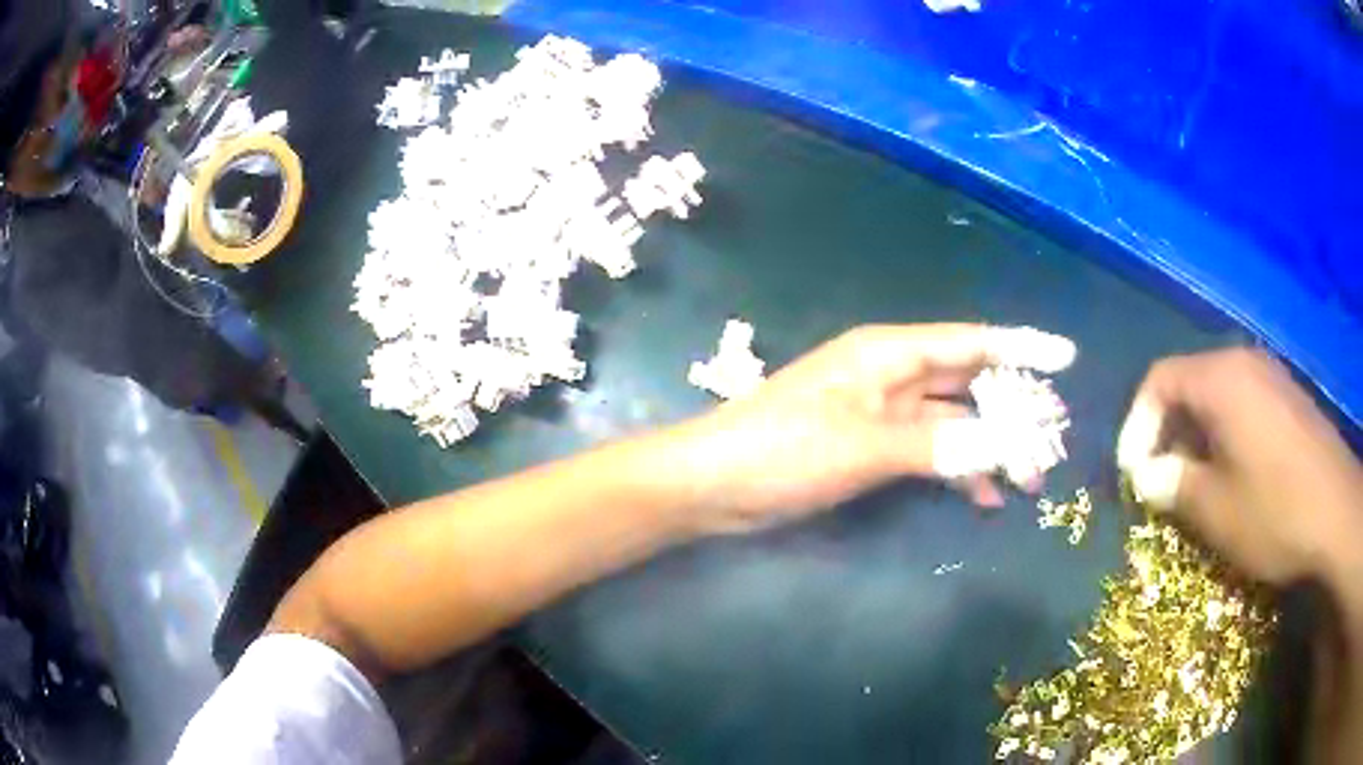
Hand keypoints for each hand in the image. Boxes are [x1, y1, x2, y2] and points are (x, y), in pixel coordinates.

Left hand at [670, 324, 1076, 534]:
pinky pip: (930, 451)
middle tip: (1055, 438)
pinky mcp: (870, 448)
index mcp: (889, 354)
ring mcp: (881, 413)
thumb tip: (1006, 446)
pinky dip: (957, 468)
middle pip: (968, 382)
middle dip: (1014, 408)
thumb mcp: (866, 446)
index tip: (1067, 357)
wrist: (716, 484)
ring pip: (953, 420)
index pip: (971, 342)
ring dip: (991, 445)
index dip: (1021, 347)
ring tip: (1030, 480)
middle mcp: (890, 375)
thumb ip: (938, 444)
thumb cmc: (784, 450)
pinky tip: (984, 496)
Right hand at [1118, 348, 1362, 585]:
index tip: (1132, 474)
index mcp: (1221, 380)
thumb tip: (1147, 476)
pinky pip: (1243, 404)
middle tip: (1160, 481)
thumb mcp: (1216, 510)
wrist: (1336, 514)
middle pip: (1189, 382)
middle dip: (1167, 432)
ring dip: (1196, 436)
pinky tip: (1232, 474)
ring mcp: (1271, 378)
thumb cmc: (1275, 510)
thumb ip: (1173, 485)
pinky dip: (1225, 435)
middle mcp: (1244, 364)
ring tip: (1193, 482)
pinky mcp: (1288, 400)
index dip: (1137, 425)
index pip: (1159, 380)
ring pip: (1217, 395)